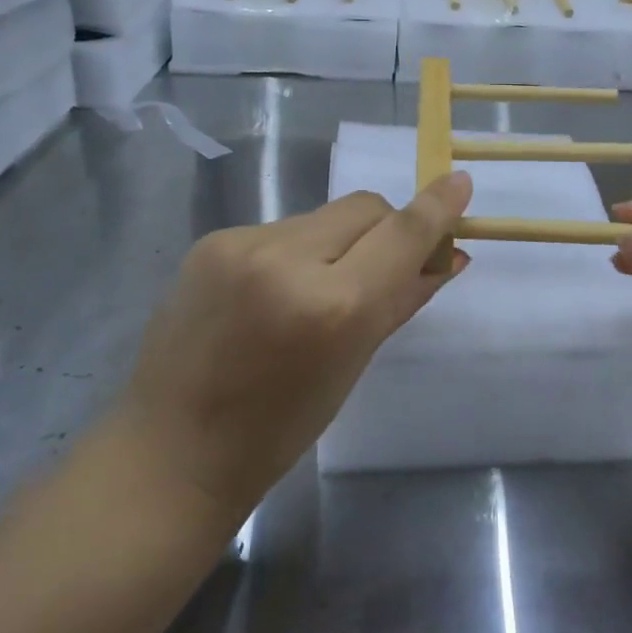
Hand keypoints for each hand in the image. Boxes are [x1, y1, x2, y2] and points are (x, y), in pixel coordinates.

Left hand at [116, 174, 473, 526]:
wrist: (171, 451)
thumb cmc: (278, 428)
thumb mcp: (353, 364)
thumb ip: (402, 299)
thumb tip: (448, 257)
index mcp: (331, 306)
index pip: (401, 234)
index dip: (436, 207)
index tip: (460, 182)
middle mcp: (286, 259)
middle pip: (364, 208)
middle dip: (386, 228)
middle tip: (384, 267)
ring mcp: (241, 245)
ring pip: (322, 217)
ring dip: (339, 242)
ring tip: (317, 290)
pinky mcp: (211, 241)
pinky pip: (280, 230)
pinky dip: (296, 252)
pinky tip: (274, 293)